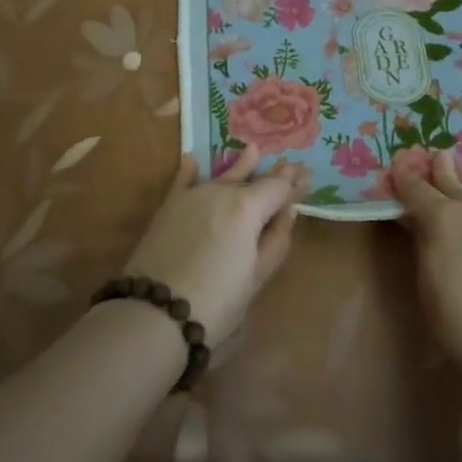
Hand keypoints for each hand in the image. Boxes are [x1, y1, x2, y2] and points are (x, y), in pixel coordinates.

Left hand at [123, 147, 306, 343]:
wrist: (156, 311)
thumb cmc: (217, 302)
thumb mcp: (257, 276)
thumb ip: (276, 239)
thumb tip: (289, 211)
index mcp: (249, 207)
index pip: (278, 187)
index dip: (294, 183)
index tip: (306, 175)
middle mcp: (222, 191)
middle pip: (253, 179)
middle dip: (273, 174)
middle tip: (290, 165)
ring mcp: (193, 195)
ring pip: (223, 175)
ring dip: (241, 165)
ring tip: (253, 150)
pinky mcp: (169, 206)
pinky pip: (183, 180)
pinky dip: (190, 170)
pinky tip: (192, 159)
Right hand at [392, 149, 461, 376]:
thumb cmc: (459, 322)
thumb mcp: (428, 280)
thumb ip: (425, 242)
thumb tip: (419, 221)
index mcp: (444, 218)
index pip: (417, 189)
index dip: (406, 176)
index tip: (401, 163)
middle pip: (456, 181)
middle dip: (443, 168)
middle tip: (440, 155)